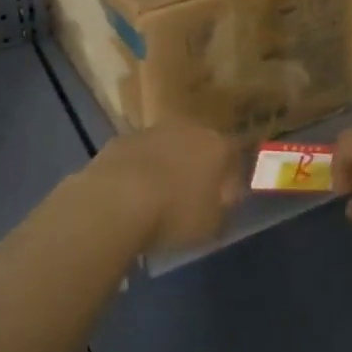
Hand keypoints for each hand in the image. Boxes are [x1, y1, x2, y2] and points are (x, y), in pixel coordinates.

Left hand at [87, 120, 246, 254]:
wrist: (118, 198)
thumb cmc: (175, 213)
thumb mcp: (213, 223)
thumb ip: (224, 205)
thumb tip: (227, 194)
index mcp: (217, 146)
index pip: (234, 152)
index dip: (232, 172)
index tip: (227, 192)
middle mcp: (189, 129)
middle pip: (199, 144)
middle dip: (198, 163)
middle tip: (192, 192)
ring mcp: (153, 130)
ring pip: (168, 146)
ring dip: (167, 164)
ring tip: (159, 195)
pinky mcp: (123, 139)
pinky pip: (139, 154)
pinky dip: (139, 168)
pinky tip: (131, 192)